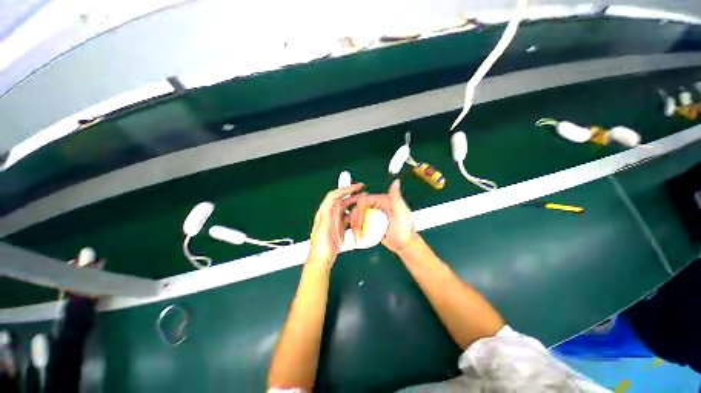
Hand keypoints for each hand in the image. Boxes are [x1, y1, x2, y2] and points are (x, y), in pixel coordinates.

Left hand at [309, 184, 363, 265]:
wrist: (322, 258)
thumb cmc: (320, 246)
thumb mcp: (323, 230)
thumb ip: (327, 216)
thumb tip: (332, 203)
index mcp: (324, 212)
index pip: (334, 196)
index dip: (344, 189)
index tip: (353, 187)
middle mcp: (330, 214)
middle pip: (341, 199)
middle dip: (351, 192)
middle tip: (361, 189)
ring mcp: (336, 220)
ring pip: (346, 206)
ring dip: (354, 201)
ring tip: (363, 198)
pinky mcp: (340, 226)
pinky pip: (349, 216)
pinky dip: (355, 212)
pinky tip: (360, 213)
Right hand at [350, 180, 417, 253]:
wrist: (404, 244)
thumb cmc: (405, 229)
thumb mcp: (401, 211)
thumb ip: (396, 197)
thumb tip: (396, 181)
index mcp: (381, 200)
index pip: (363, 201)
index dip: (359, 212)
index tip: (360, 223)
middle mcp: (376, 206)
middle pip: (357, 209)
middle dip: (355, 220)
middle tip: (357, 232)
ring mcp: (372, 216)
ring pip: (357, 217)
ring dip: (354, 226)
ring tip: (357, 236)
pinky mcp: (371, 224)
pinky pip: (360, 225)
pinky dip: (357, 230)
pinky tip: (358, 236)